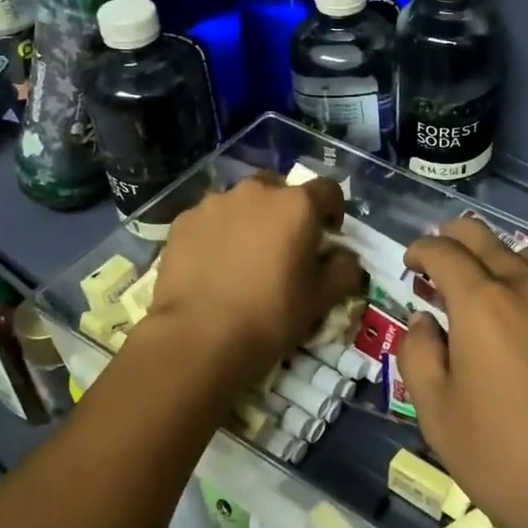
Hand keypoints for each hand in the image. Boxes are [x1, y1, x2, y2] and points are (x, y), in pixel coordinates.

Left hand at [148, 172, 365, 379]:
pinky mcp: (183, 221)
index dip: (333, 210)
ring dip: (249, 220)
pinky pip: (209, 220)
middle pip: (280, 190)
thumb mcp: (322, 299)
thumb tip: (344, 257)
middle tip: (283, 246)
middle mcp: (257, 192)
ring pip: (241, 203)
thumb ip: (344, 269)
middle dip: (286, 212)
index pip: (328, 190)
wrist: (198, 337)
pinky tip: (213, 266)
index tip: (328, 235)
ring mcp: (215, 203)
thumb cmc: (271, 315)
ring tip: (243, 258)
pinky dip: (216, 234)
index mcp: (297, 205)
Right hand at [397, 217, 527, 527]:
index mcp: (481, 304)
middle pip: (487, 239)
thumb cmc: (511, 460)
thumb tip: (424, 320)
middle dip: (457, 238)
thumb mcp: (440, 419)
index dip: (421, 249)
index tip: (413, 264)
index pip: (443, 252)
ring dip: (511, 259)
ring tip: (505, 281)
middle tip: (446, 257)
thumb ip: (420, 358)